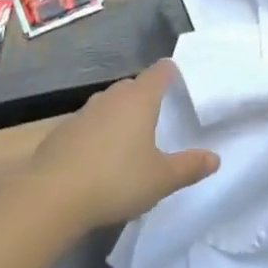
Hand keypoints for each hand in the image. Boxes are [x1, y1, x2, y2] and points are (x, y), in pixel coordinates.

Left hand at [27, 60, 219, 228]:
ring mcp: (83, 112)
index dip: (170, 72)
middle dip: (145, 95)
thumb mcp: (161, 179)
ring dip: (119, 114)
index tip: (178, 78)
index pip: (160, 72)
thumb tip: (214, 158)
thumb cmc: (116, 180)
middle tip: (157, 114)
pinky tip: (98, 157)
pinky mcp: (62, 131)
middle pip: (132, 86)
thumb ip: (189, 167)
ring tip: (129, 137)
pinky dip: (97, 133)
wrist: (52, 196)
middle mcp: (111, 97)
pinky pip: (88, 124)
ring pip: (108, 104)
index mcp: (139, 100)